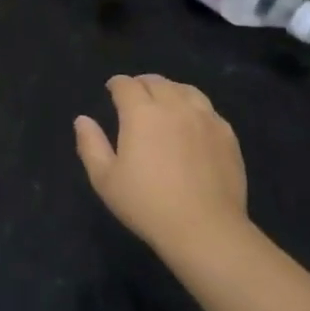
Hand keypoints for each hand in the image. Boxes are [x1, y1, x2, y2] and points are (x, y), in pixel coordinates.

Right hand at [74, 74, 248, 259]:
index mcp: (141, 113)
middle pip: (156, 82)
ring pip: (185, 90)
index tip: (112, 90)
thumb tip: (82, 120)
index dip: (116, 84)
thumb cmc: (147, 204)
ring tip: (164, 102)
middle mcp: (174, 106)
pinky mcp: (227, 134)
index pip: (126, 85)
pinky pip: (208, 109)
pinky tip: (192, 122)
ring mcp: (205, 118)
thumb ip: (90, 144)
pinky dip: (194, 107)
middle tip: (135, 97)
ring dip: (169, 90)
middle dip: (141, 84)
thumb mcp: (105, 179)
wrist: (205, 228)